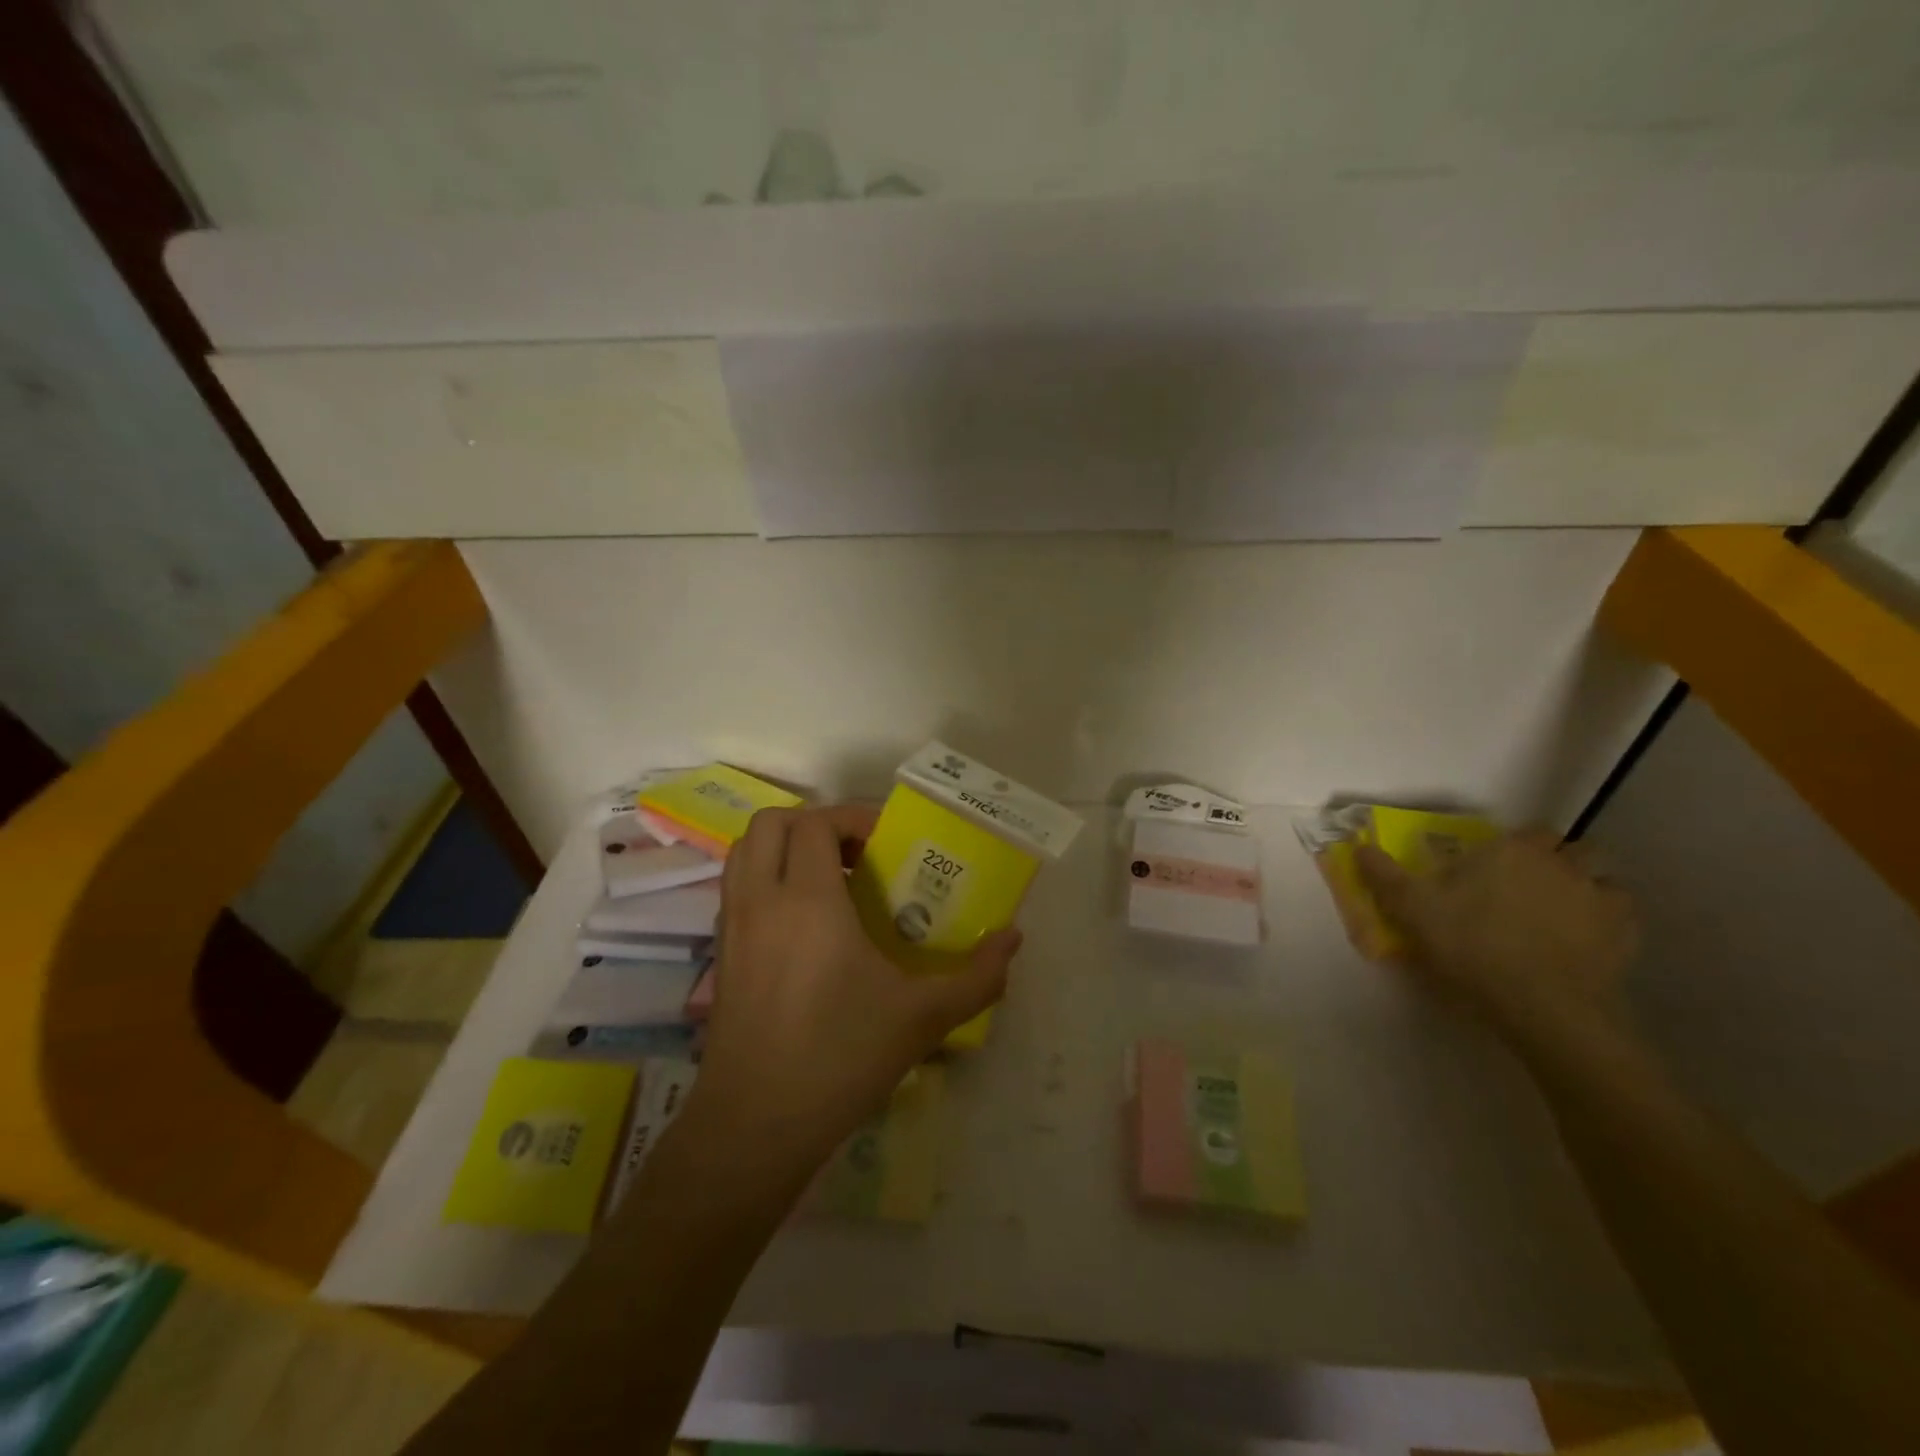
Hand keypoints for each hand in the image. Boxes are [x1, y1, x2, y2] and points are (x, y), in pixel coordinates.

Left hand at [692, 804, 1021, 1173]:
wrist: (757, 1125)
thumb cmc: (842, 1057)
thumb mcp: (923, 1016)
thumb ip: (976, 976)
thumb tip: (1013, 938)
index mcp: (807, 901)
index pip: (816, 823)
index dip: (852, 816)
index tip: (887, 840)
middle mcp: (762, 901)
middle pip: (772, 824)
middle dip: (815, 823)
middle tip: (857, 852)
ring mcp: (733, 927)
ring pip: (745, 851)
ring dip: (785, 846)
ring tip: (830, 877)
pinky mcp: (721, 955)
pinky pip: (737, 887)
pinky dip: (766, 877)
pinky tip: (805, 922)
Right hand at [1355, 831, 1637, 1036]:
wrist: (1540, 1004)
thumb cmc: (1471, 944)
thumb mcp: (1411, 908)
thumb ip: (1383, 874)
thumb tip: (1359, 844)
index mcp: (1512, 850)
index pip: (1528, 831)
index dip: (1515, 846)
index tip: (1495, 868)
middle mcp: (1561, 863)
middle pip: (1572, 848)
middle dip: (1557, 860)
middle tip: (1530, 888)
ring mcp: (1600, 897)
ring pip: (1602, 877)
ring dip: (1587, 886)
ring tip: (1562, 913)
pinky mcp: (1626, 934)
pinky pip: (1621, 914)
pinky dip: (1607, 920)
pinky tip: (1585, 939)